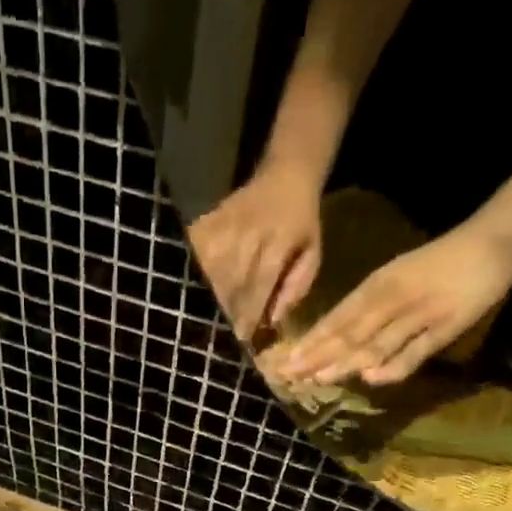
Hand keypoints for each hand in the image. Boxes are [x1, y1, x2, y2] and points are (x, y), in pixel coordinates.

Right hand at [188, 163, 324, 341]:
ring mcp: (226, 225)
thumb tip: (273, 320)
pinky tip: (205, 287)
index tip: (242, 336)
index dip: (249, 313)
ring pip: (213, 274)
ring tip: (218, 312)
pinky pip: (199, 258)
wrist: (286, 173)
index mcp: (279, 240)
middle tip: (229, 330)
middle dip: (230, 310)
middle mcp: (249, 232)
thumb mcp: (312, 253)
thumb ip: (296, 287)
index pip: (259, 284)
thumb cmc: (302, 222)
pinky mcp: (209, 221)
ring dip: (214, 297)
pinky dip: (202, 276)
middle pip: (232, 283)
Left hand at [280, 222, 511, 387]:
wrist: (494, 242)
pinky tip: (371, 377)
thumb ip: (365, 311)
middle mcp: (394, 298)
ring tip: (319, 379)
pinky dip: (395, 365)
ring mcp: (420, 313)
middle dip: (318, 355)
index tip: (284, 362)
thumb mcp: (394, 280)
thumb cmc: (435, 265)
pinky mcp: (447, 326)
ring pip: (378, 341)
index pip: (337, 317)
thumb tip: (330, 344)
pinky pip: (417, 350)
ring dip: (347, 362)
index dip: (311, 341)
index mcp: (378, 284)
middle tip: (290, 376)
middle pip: (350, 332)